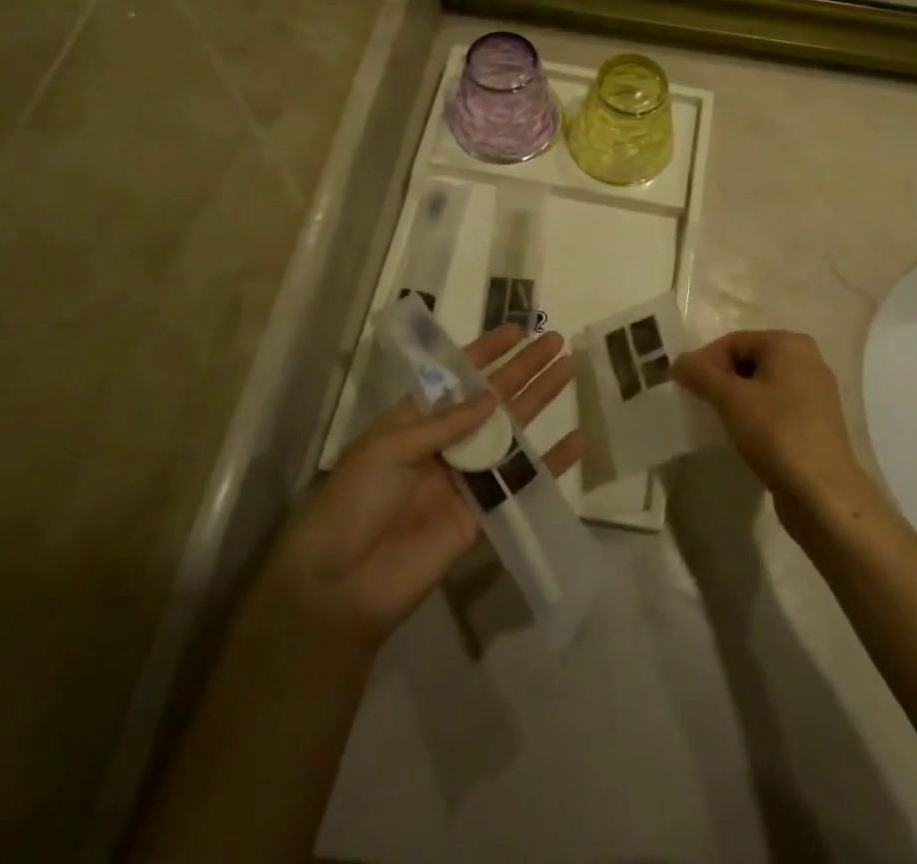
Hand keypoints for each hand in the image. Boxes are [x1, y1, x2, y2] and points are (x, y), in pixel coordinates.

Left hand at [266, 326, 583, 649]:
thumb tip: (492, 399)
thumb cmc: (354, 502)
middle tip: (555, 342)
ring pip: (512, 432)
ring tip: (569, 371)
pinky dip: (550, 464)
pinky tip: (577, 442)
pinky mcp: (482, 515)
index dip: (486, 352)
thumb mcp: (389, 449)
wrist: (339, 585)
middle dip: (523, 369)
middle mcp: (445, 443)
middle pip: (493, 398)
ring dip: (540, 401)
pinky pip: (520, 483)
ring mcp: (466, 478)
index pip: (457, 376)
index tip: (517, 330)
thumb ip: (445, 425)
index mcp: (416, 420)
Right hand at [674, 330, 868, 514]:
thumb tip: (680, 362)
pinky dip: (755, 416)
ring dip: (736, 400)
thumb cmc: (777, 434)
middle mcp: (807, 360)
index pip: (735, 341)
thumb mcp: (731, 400)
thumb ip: (701, 375)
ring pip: (762, 386)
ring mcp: (815, 393)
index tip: (685, 387)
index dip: (705, 361)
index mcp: (790, 344)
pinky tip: (742, 436)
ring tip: (717, 421)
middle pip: (749, 360)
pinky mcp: (816, 423)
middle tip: (698, 403)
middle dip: (720, 380)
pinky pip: (776, 408)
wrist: (823, 494)